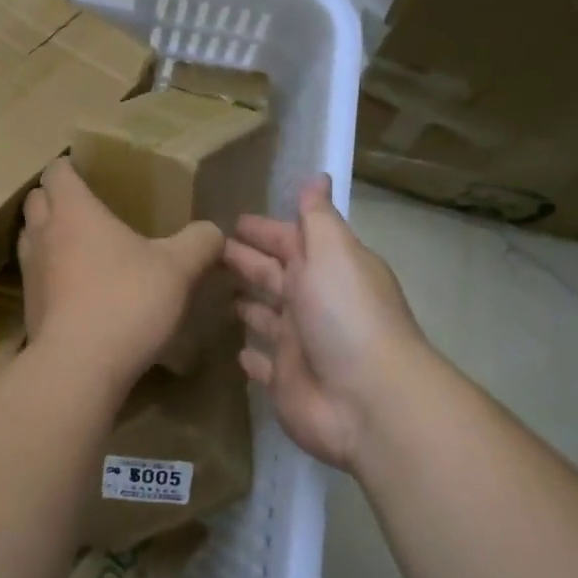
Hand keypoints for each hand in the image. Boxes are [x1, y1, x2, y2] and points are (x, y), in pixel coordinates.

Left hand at [17, 160, 223, 381]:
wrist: (79, 366)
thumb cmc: (127, 300)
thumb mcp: (178, 268)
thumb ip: (199, 242)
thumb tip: (214, 231)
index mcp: (74, 210)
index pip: (57, 170)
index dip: (70, 165)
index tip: (89, 170)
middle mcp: (44, 234)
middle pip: (37, 199)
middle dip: (55, 197)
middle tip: (87, 205)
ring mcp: (30, 272)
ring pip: (31, 237)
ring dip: (49, 234)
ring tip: (80, 243)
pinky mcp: (29, 306)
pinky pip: (35, 274)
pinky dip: (51, 271)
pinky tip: (78, 287)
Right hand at [225, 176, 425, 470]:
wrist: (367, 400)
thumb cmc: (345, 315)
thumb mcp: (333, 252)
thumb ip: (318, 218)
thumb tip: (317, 177)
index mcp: (327, 269)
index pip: (290, 241)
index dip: (264, 230)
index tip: (232, 220)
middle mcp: (314, 303)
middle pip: (275, 276)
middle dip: (247, 261)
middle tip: (210, 251)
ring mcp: (300, 345)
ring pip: (268, 318)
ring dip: (249, 304)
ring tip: (215, 293)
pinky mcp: (286, 382)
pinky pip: (264, 364)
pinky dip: (252, 356)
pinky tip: (236, 350)